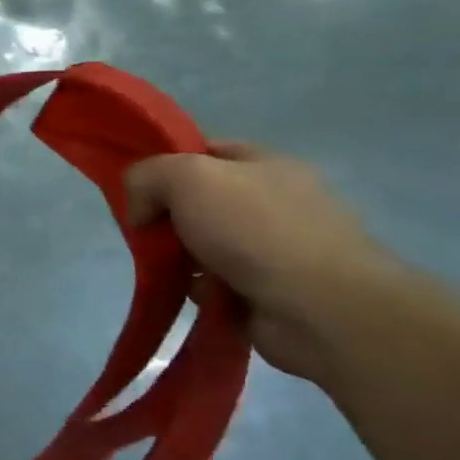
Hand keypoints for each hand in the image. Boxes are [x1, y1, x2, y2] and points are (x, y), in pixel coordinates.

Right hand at [125, 144, 401, 381]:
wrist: (321, 309)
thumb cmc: (255, 229)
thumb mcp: (186, 177)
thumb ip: (147, 176)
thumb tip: (140, 210)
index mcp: (266, 164)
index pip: (205, 150)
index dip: (166, 163)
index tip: (137, 186)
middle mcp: (275, 201)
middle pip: (199, 200)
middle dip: (167, 216)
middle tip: (145, 232)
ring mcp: (277, 249)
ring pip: (203, 244)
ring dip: (180, 258)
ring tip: (166, 269)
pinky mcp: (271, 291)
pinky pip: (217, 283)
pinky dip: (200, 289)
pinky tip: (195, 294)